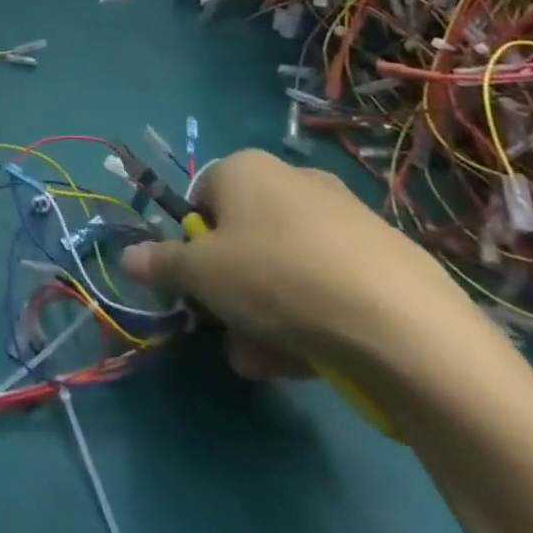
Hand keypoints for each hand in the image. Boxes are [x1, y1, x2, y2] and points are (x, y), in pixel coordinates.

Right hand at [120, 149, 482, 379]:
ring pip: (286, 267)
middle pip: (244, 238)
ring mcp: (346, 216)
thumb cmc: (278, 279)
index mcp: (245, 168)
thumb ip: (161, 264)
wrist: (405, 327)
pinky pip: (331, 283)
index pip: (201, 201)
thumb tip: (127, 257)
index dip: (194, 247)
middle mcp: (294, 180)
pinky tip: (316, 360)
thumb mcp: (201, 275)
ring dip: (267, 315)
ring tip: (271, 363)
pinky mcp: (388, 257)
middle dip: (232, 291)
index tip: (200, 288)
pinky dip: (315, 316)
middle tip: (233, 335)